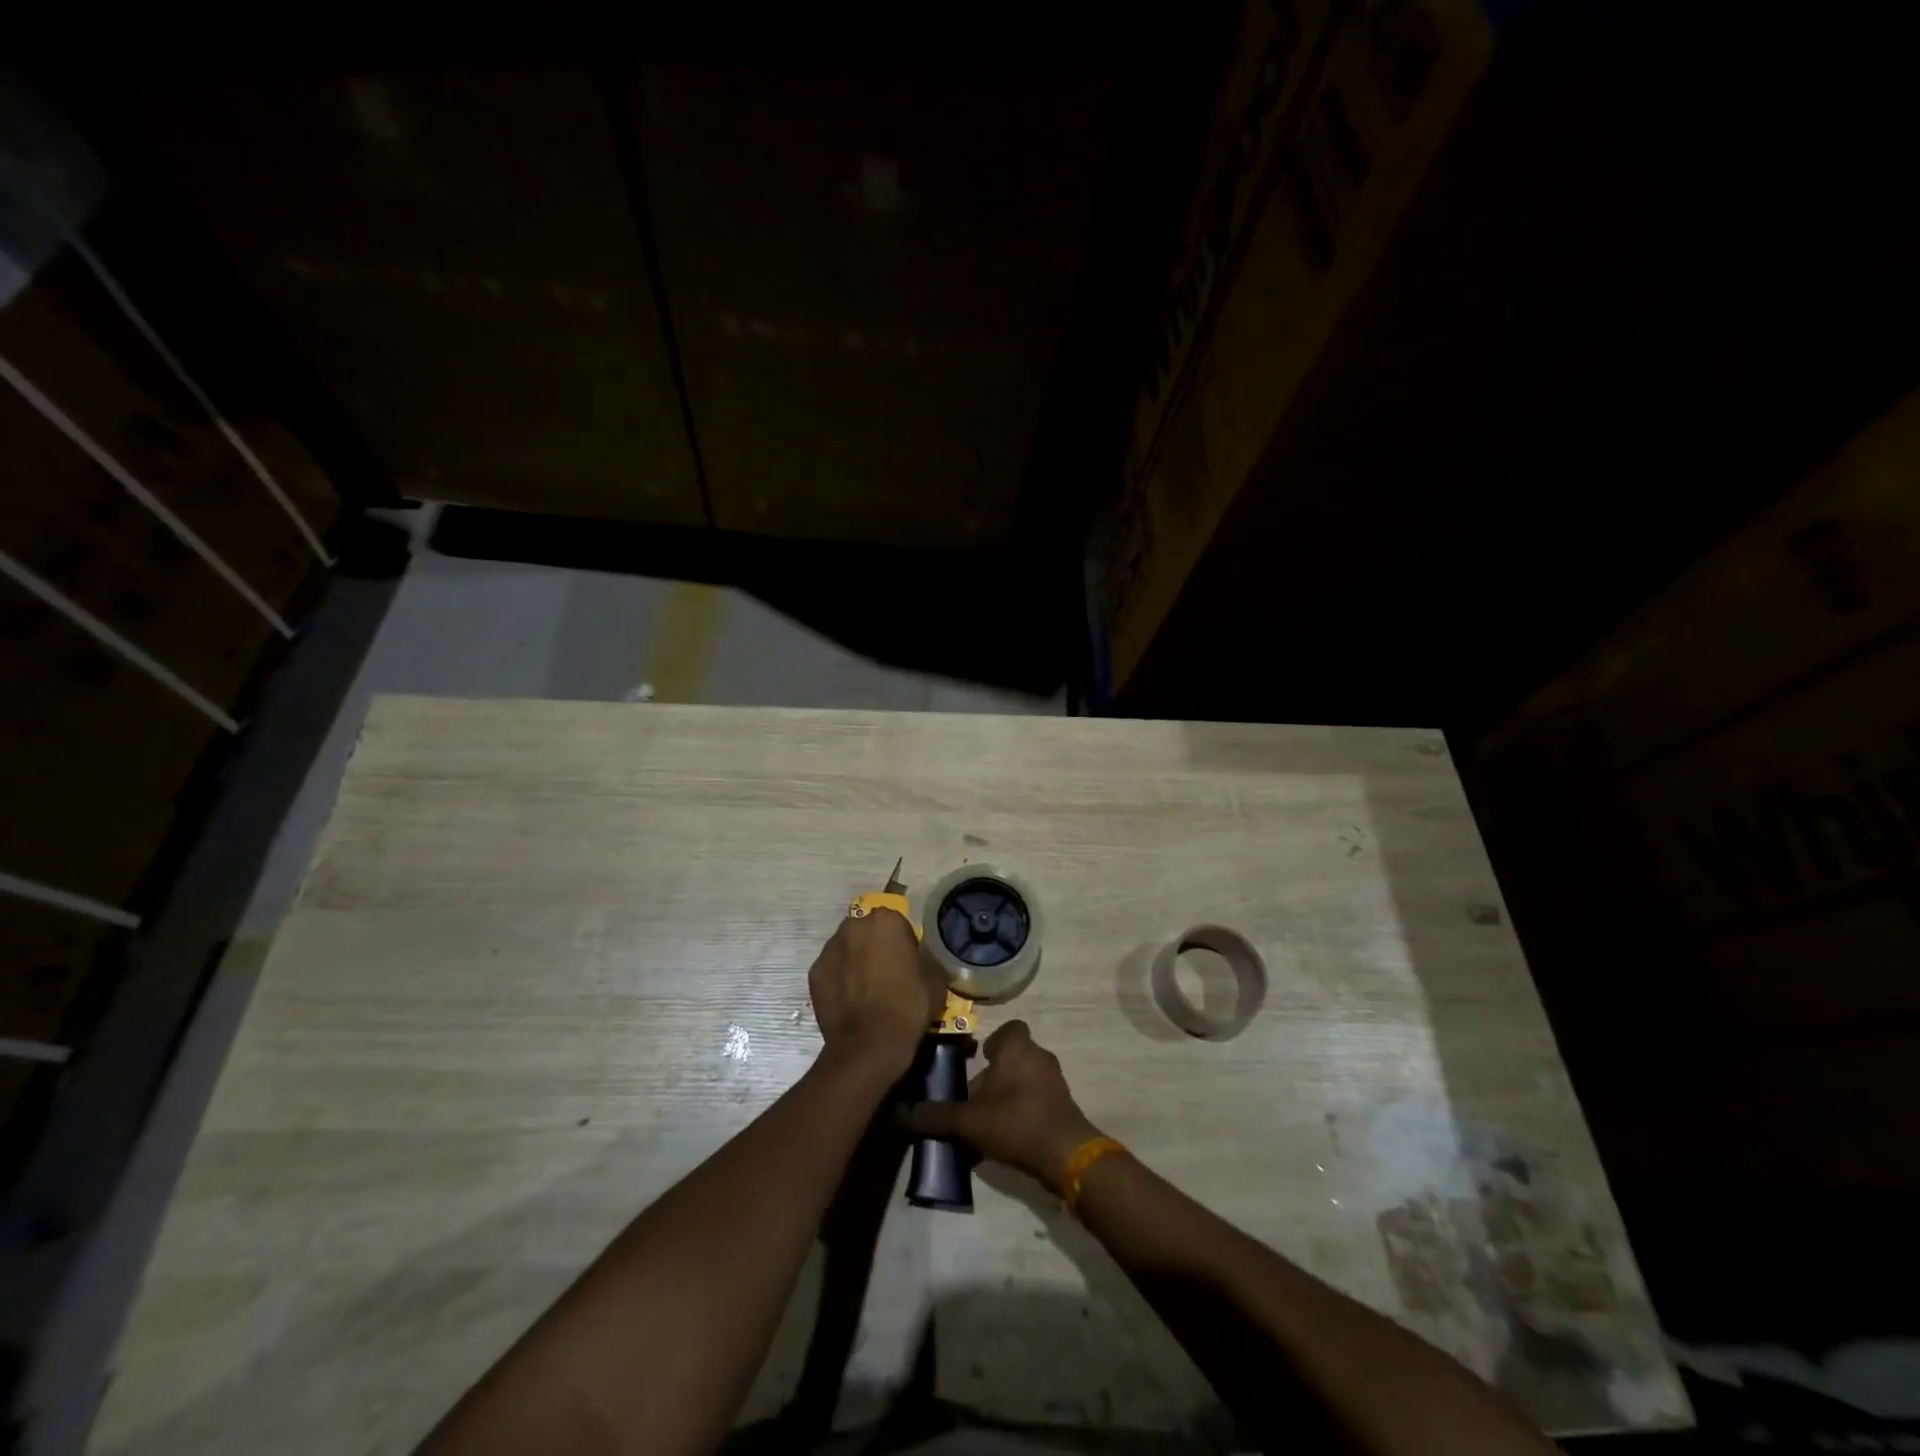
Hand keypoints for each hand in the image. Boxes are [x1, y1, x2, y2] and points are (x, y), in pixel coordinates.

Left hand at [809, 909, 946, 1078]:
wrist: (870, 1045)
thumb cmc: (908, 1007)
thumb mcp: (935, 979)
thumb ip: (925, 957)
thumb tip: (918, 957)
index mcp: (886, 921)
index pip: (897, 923)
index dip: (903, 943)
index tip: (908, 963)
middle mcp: (853, 926)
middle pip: (867, 931)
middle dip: (875, 946)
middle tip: (886, 973)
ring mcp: (829, 949)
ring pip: (847, 948)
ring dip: (855, 960)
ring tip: (865, 989)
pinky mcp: (814, 972)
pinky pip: (832, 969)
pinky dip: (839, 979)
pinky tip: (849, 1001)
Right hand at [908, 1021, 1102, 1190]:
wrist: (1065, 1154)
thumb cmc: (1015, 1121)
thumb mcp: (968, 1121)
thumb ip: (937, 1116)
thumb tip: (901, 1113)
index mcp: (1017, 1047)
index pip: (1009, 1029)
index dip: (994, 1042)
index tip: (979, 1060)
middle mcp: (1039, 1056)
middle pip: (1015, 1056)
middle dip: (997, 1074)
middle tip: (976, 1096)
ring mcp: (1055, 1081)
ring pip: (1026, 1079)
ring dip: (1010, 1094)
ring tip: (989, 1120)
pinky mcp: (1064, 1105)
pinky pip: (1038, 1100)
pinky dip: (1024, 1111)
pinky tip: (1008, 1137)